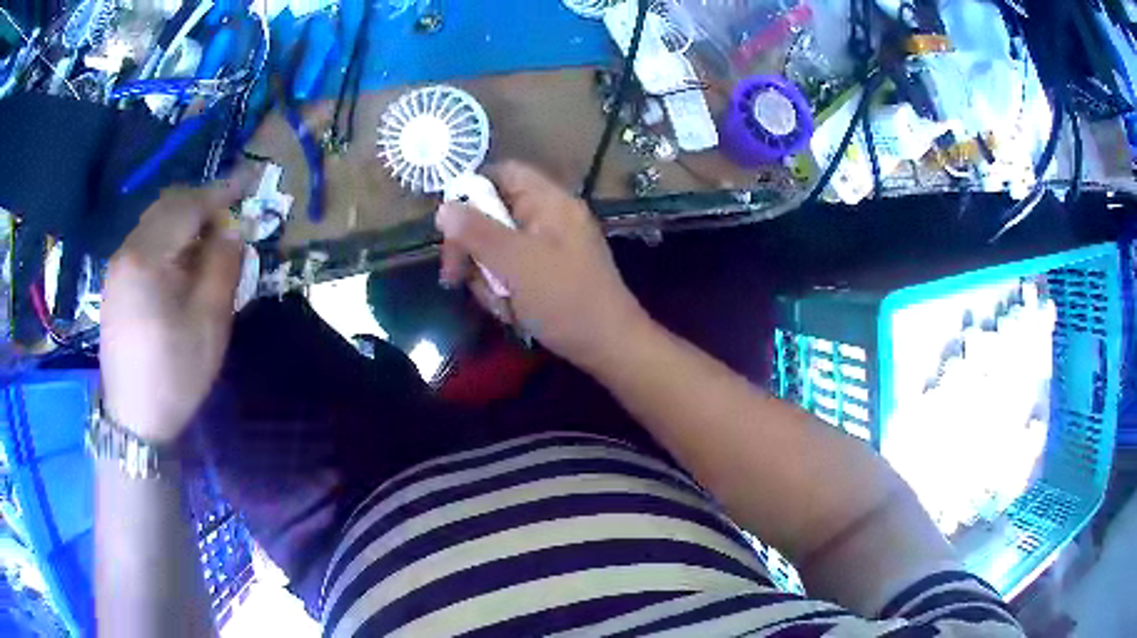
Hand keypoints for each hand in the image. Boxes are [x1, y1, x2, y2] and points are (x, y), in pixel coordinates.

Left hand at [100, 181, 247, 443]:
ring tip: (208, 242)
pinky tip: (180, 263)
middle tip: (230, 216)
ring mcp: (117, 266)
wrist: (133, 420)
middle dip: (201, 203)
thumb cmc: (174, 375)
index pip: (188, 206)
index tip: (249, 183)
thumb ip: (222, 267)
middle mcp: (127, 251)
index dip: (221, 192)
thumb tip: (232, 231)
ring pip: (154, 222)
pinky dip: (168, 238)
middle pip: (167, 205)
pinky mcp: (115, 283)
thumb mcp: (209, 323)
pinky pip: (144, 242)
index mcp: (147, 258)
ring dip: (184, 220)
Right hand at [436, 162, 648, 367]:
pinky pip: (511, 272)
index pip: (505, 173)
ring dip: (487, 277)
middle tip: (454, 276)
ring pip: (497, 248)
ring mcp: (549, 247)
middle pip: (493, 213)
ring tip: (499, 303)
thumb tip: (443, 207)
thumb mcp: (516, 263)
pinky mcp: (547, 274)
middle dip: (472, 247)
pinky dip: (503, 291)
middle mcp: (549, 218)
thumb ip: (477, 232)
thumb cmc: (565, 299)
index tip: (448, 223)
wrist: (609, 346)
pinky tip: (511, 312)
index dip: (472, 189)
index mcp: (550, 202)